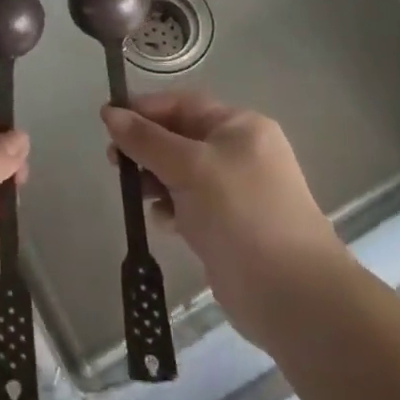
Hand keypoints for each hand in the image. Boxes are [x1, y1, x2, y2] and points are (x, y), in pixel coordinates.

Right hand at [101, 93, 346, 343]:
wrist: (292, 295)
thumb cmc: (240, 214)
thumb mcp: (188, 167)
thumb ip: (146, 139)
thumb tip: (110, 113)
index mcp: (239, 127)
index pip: (183, 104)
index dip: (144, 109)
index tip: (107, 122)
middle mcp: (240, 152)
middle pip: (180, 137)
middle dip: (146, 146)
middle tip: (115, 161)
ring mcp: (236, 191)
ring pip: (182, 171)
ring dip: (154, 178)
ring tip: (133, 193)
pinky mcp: (229, 225)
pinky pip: (190, 203)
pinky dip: (170, 207)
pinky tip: (161, 221)